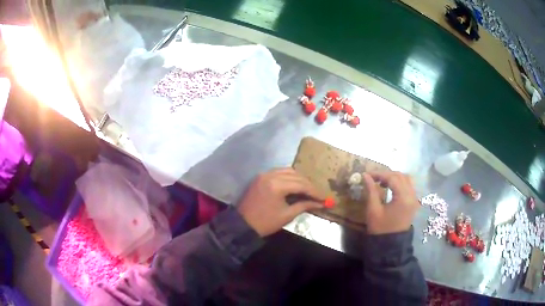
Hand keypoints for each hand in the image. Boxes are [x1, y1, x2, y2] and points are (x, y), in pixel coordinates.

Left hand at [237, 168, 324, 236]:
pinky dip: (289, 177)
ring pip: (288, 171)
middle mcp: (270, 175)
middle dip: (308, 184)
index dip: (314, 191)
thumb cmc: (266, 223)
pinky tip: (295, 185)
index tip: (324, 197)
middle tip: (317, 194)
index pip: (301, 184)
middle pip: (296, 175)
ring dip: (299, 179)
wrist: (243, 224)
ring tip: (308, 189)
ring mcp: (264, 174)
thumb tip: (320, 203)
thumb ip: (304, 205)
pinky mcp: (260, 177)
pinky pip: (279, 172)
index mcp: (277, 186)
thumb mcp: (287, 215)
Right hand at [362, 171, 419, 234]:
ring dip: (394, 177)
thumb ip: (371, 191)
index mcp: (403, 197)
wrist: (390, 246)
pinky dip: (400, 183)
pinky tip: (390, 188)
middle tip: (374, 178)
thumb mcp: (373, 210)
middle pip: (401, 176)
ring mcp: (414, 199)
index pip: (392, 178)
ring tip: (382, 183)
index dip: (379, 174)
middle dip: (387, 174)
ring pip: (406, 179)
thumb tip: (365, 176)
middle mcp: (412, 195)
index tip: (367, 175)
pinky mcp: (413, 202)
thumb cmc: (380, 229)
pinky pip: (409, 186)